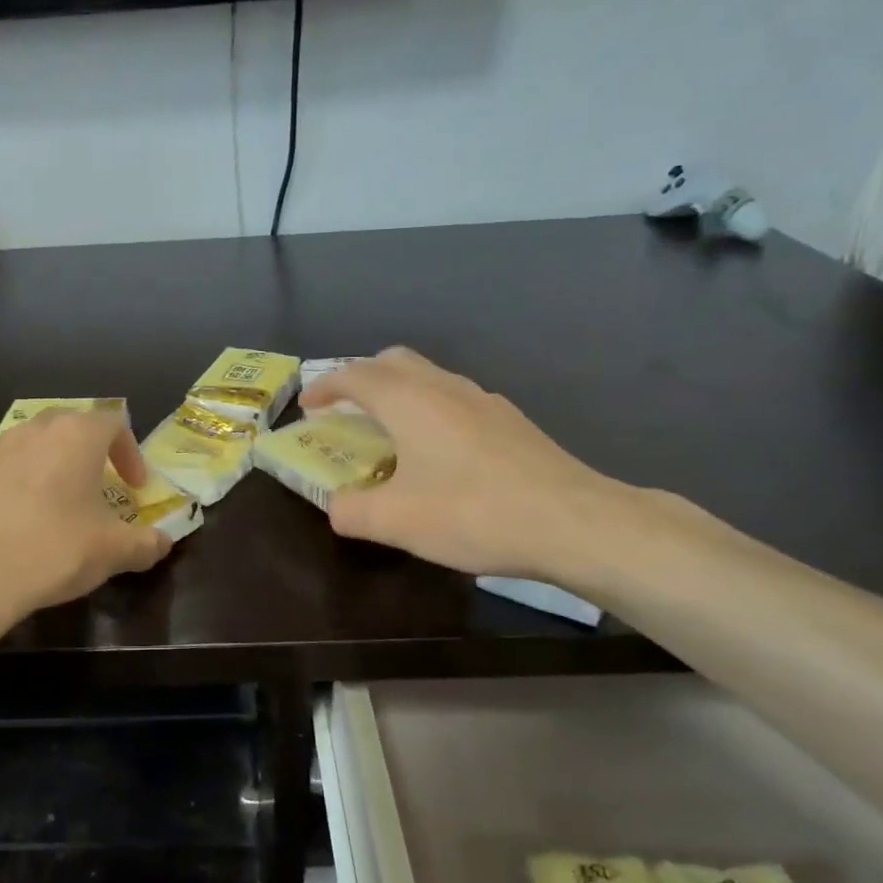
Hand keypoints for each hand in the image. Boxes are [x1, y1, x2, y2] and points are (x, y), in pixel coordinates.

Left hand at [0, 408, 172, 613]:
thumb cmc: (54, 549)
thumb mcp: (113, 552)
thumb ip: (146, 543)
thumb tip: (162, 543)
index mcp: (76, 435)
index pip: (114, 423)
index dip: (130, 453)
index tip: (134, 488)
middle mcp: (34, 429)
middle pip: (70, 427)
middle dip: (88, 454)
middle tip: (96, 489)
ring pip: (31, 446)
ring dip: (49, 468)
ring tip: (54, 507)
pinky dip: (14, 486)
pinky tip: (13, 523)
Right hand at [300, 347, 631, 582]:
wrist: (574, 522)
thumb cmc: (474, 513)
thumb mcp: (395, 522)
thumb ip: (351, 511)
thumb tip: (337, 506)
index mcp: (410, 401)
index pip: (355, 375)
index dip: (325, 386)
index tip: (307, 405)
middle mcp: (445, 388)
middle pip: (394, 361)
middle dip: (362, 377)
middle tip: (346, 408)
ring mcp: (483, 401)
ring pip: (429, 377)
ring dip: (399, 392)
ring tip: (389, 431)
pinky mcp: (510, 421)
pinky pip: (455, 399)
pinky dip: (430, 410)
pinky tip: (439, 453)